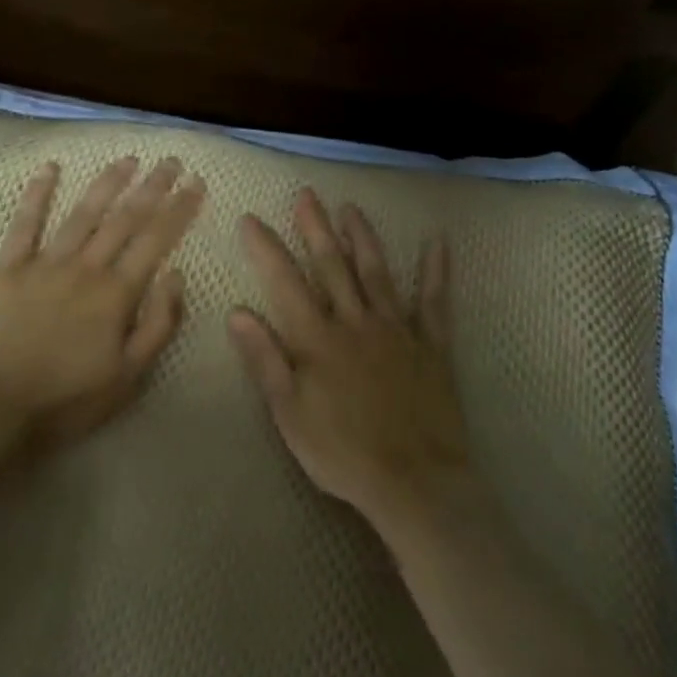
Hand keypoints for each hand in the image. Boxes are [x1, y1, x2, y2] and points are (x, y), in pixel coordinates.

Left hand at [0, 156, 204, 442]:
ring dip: (108, 182)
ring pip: (82, 213)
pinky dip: (37, 193)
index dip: (179, 208)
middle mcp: (85, 267)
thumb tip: (175, 274)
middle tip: (171, 160)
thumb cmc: (71, 399)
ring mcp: (44, 264)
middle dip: (152, 186)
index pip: (157, 239)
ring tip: (128, 159)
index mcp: (117, 293)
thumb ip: (159, 323)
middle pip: (125, 218)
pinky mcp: (7, 268)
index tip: (196, 182)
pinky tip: (50, 168)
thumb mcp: (131, 375)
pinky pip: (24, 224)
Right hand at [227, 189, 468, 534]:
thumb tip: (238, 313)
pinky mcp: (431, 345)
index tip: (251, 218)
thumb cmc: (341, 453)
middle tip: (306, 194)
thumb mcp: (289, 413)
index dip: (266, 248)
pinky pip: (434, 301)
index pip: (285, 282)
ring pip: (376, 272)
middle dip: (315, 228)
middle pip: (332, 265)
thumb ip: (265, 359)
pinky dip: (435, 271)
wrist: (414, 482)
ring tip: (351, 208)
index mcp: (317, 339)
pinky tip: (438, 242)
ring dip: (362, 238)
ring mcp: (397, 330)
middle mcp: (355, 322)